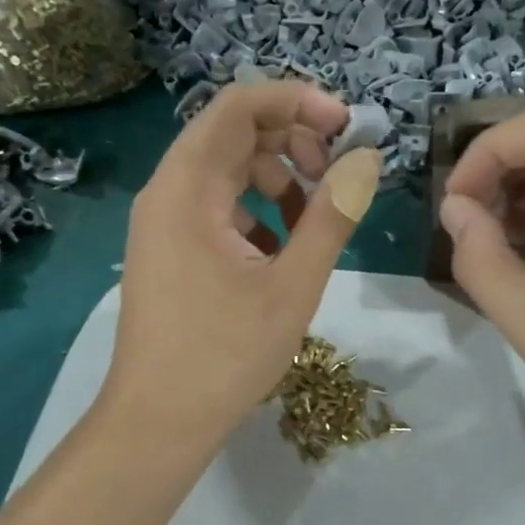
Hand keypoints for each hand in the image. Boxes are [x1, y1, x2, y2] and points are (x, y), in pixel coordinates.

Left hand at [101, 80, 381, 454]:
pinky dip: (258, 214)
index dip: (296, 101)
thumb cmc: (225, 355)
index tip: (346, 125)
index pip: (238, 106)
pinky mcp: (171, 251)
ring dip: (279, 181)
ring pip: (228, 173)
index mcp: (187, 188)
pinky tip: (282, 254)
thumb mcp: (293, 285)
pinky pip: (218, 208)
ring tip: (315, 222)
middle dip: (293, 142)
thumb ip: (332, 216)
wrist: (159, 422)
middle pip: (233, 135)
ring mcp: (164, 223)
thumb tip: (365, 159)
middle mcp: (167, 192)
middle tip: (337, 176)